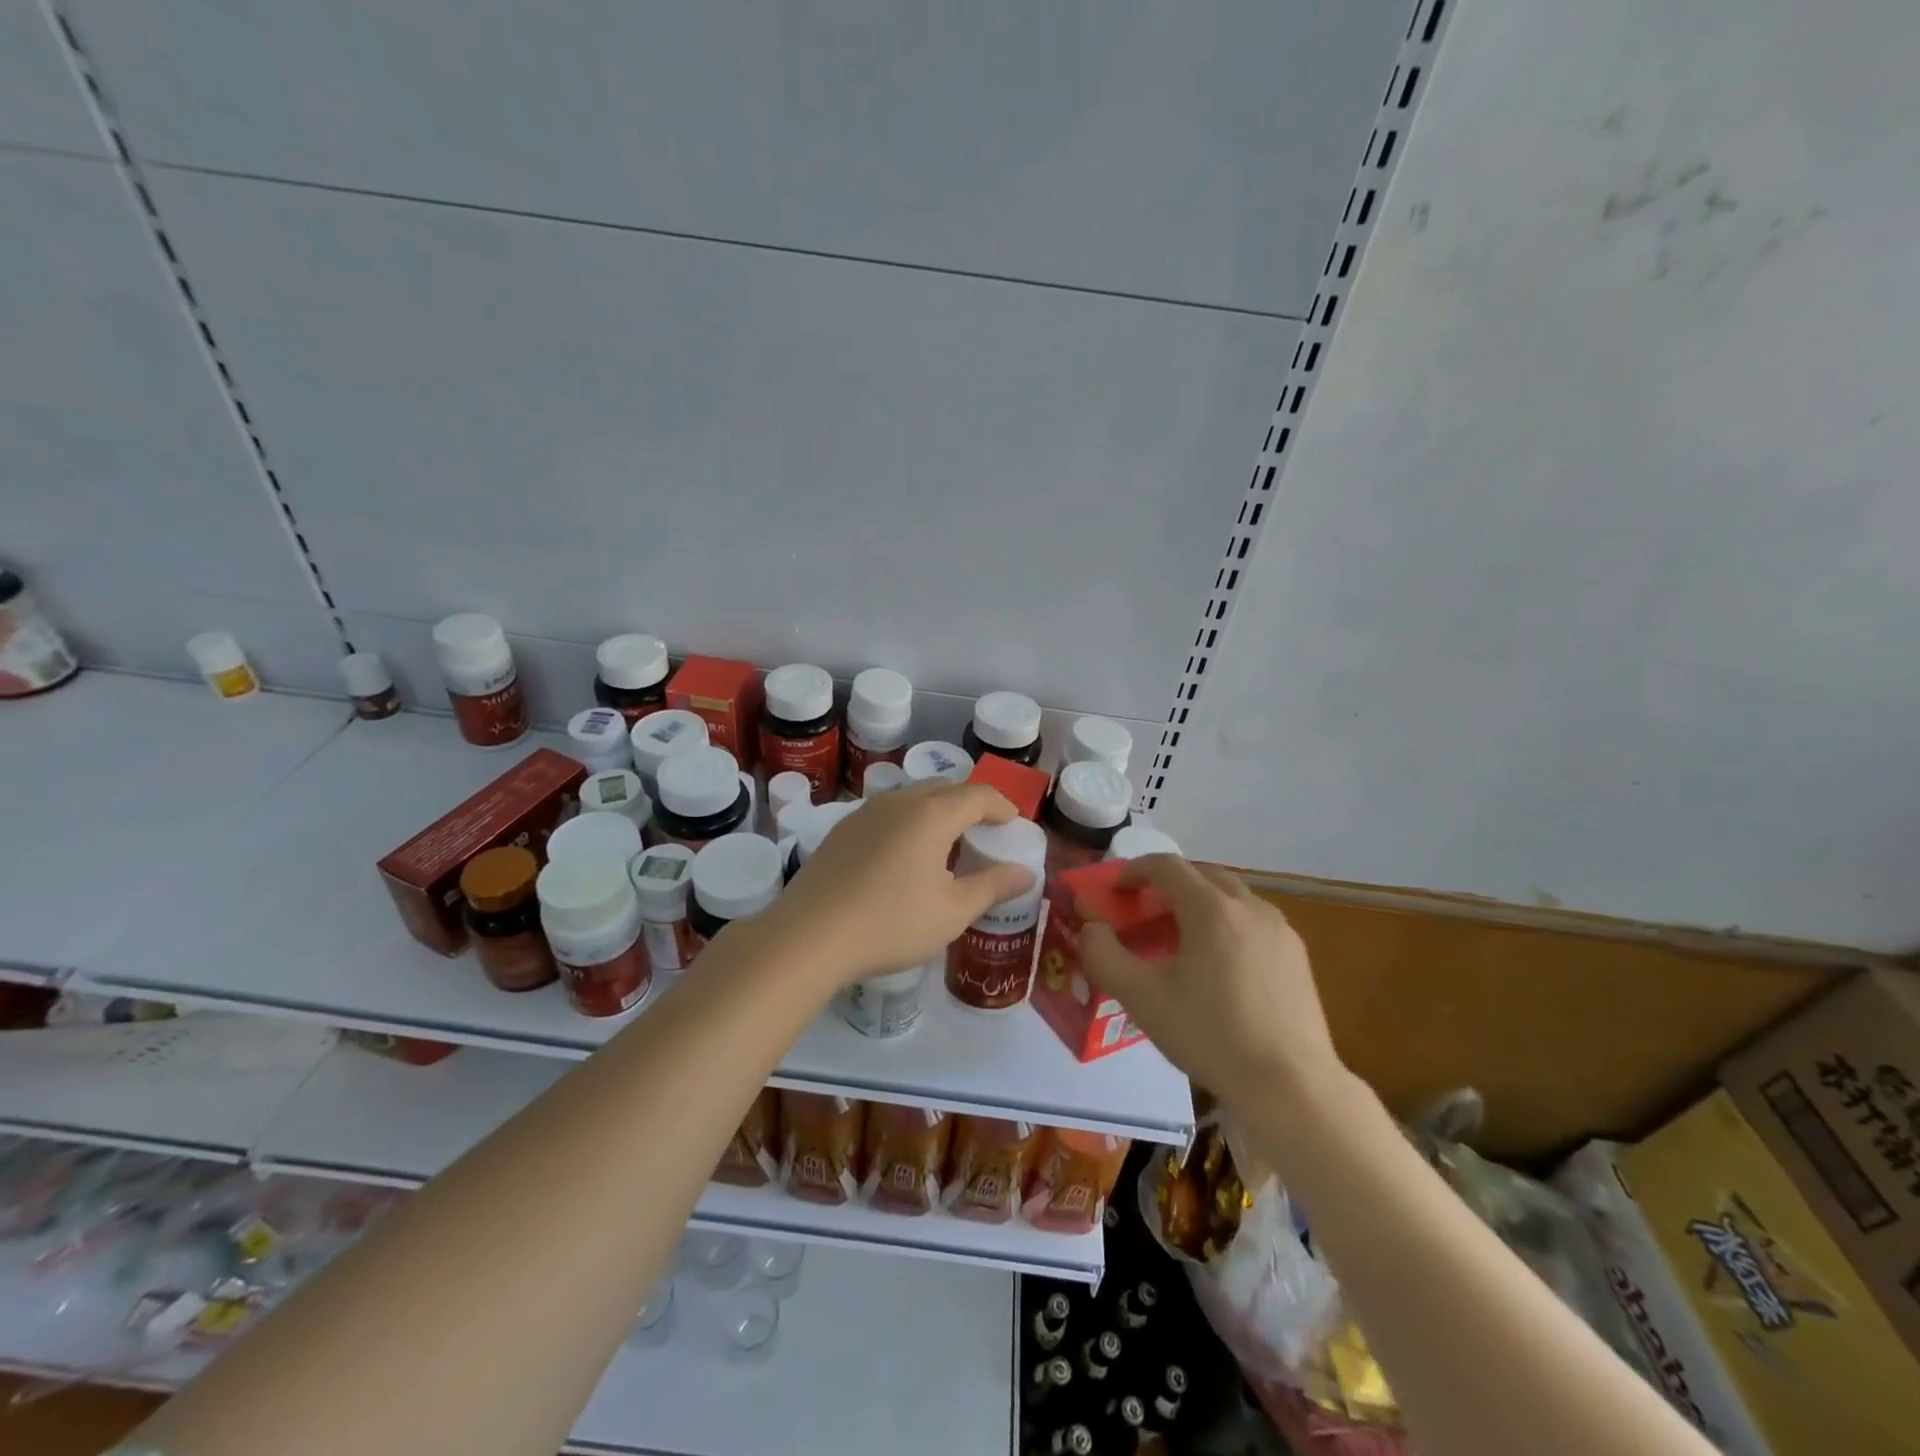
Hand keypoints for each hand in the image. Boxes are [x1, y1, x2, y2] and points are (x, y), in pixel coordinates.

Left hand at [767, 782, 1036, 985]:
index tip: (1013, 823)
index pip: (977, 795)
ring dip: (936, 811)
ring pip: (911, 797)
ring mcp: (865, 812)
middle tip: (983, 831)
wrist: (809, 936)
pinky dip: (908, 822)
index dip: (1001, 805)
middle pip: (944, 788)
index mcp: (931, 815)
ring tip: (945, 844)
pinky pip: (887, 813)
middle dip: (969, 803)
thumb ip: (992, 887)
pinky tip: (903, 856)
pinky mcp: (842, 829)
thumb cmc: (891, 924)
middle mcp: (899, 802)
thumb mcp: (952, 912)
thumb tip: (1025, 874)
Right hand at [1079, 857, 1345, 1109]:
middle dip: (1168, 882)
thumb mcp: (1142, 999)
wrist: (1291, 1088)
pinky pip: (1253, 921)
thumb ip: (1104, 956)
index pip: (1167, 866)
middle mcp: (1249, 907)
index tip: (1116, 889)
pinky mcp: (1298, 956)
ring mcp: (1280, 930)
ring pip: (1232, 896)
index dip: (1135, 870)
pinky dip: (1227, 923)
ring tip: (1180, 936)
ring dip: (1200, 901)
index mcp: (1211, 909)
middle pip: (1202, 874)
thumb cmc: (1210, 1036)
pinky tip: (1219, 965)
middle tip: (1145, 910)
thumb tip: (1092, 929)